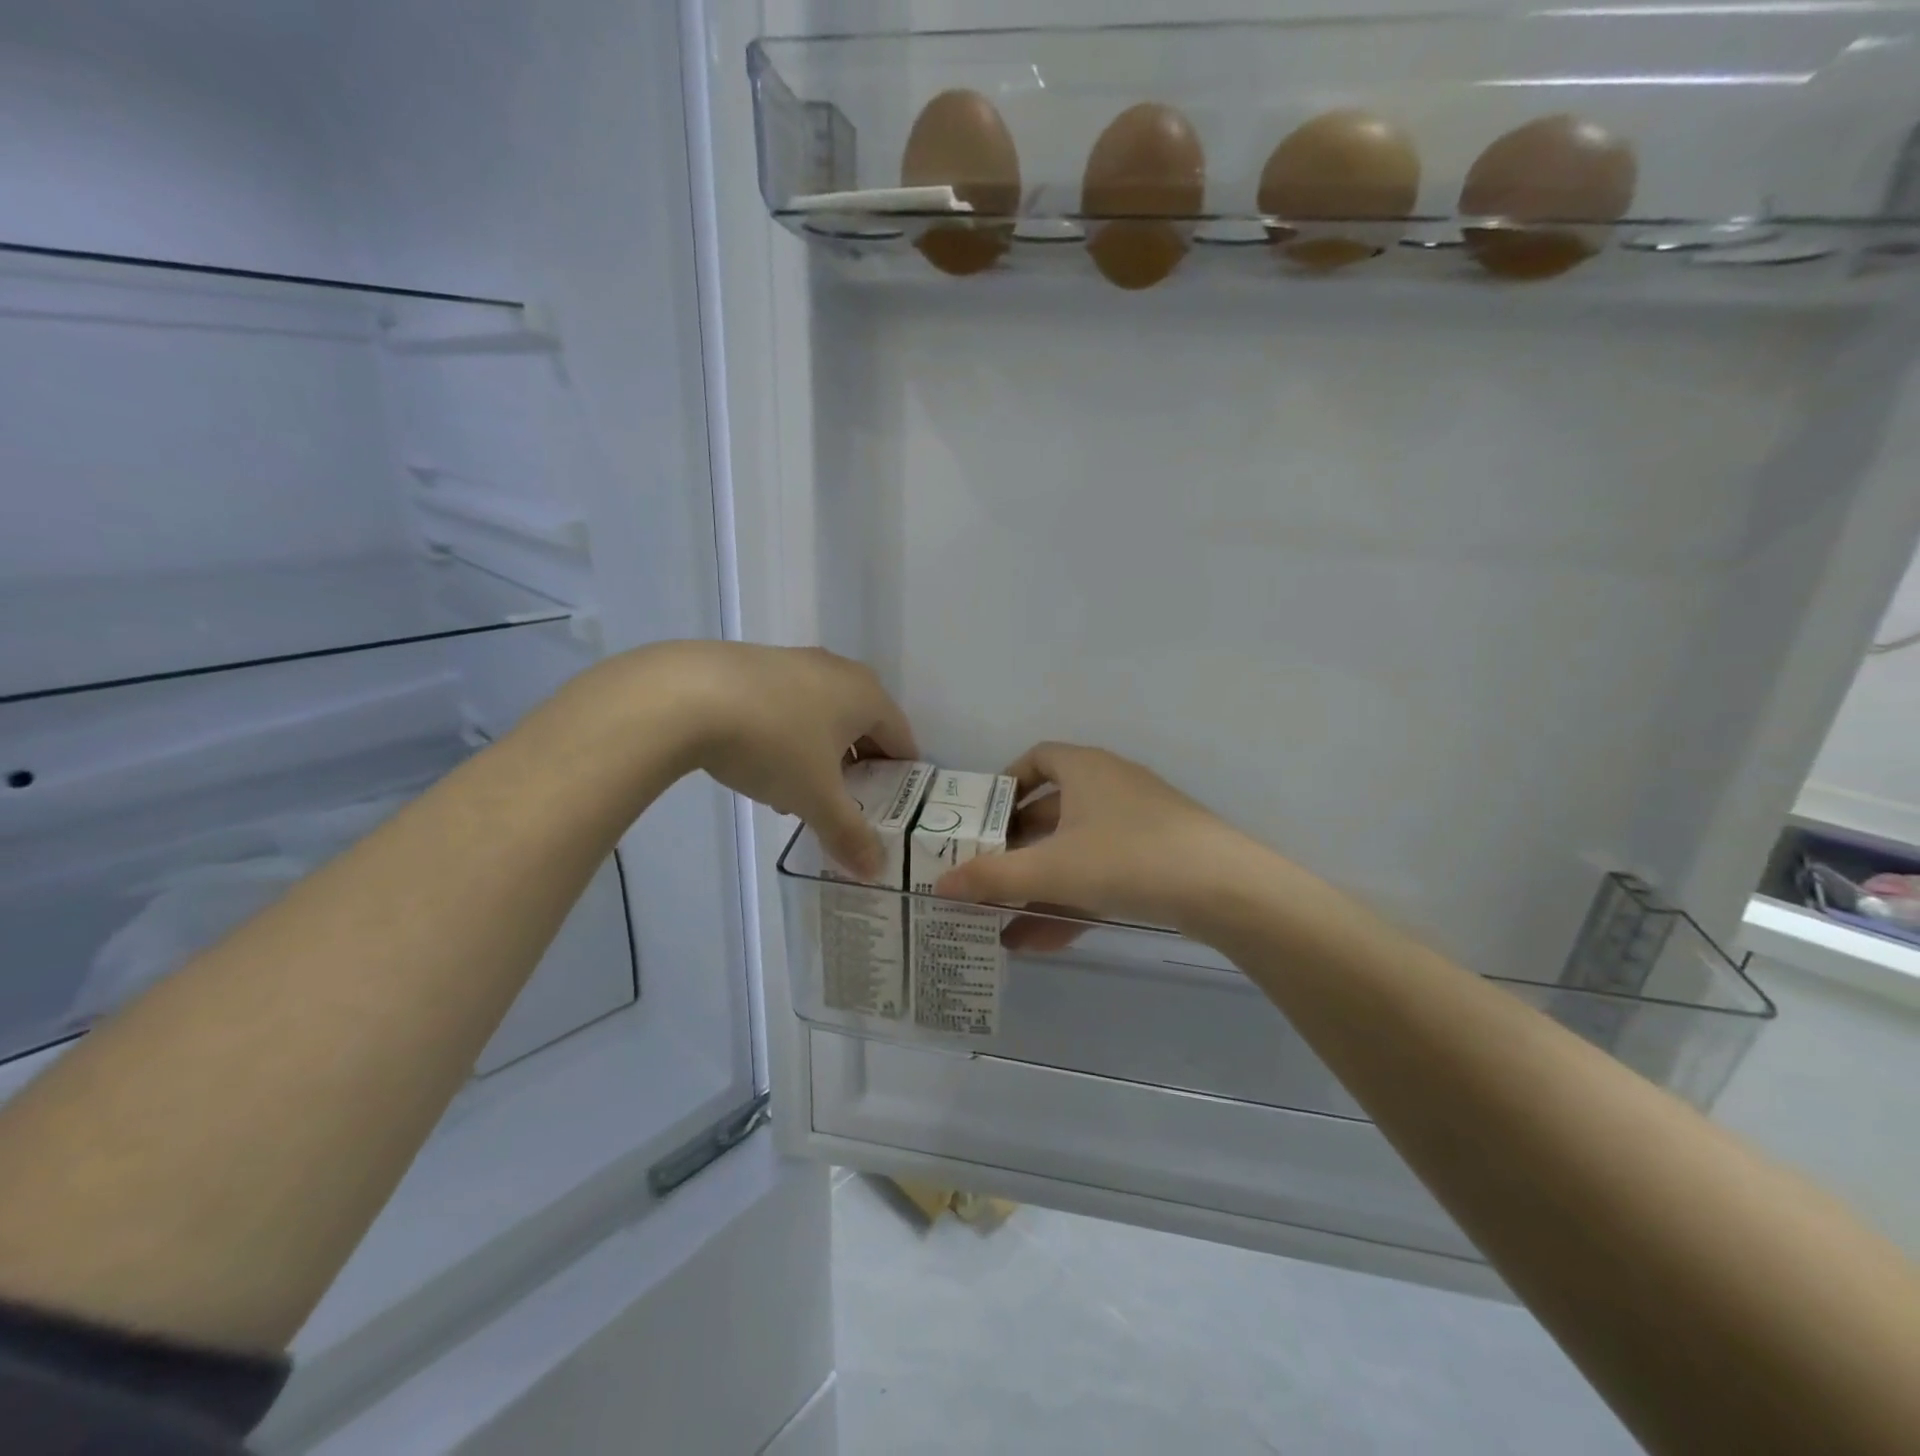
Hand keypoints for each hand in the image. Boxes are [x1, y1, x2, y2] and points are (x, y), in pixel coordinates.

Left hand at [658, 643, 916, 878]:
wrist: (687, 695)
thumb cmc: (773, 744)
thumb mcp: (815, 798)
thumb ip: (849, 834)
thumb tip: (875, 870)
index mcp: (867, 696)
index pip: (902, 739)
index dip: (902, 778)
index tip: (891, 811)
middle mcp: (839, 671)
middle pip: (863, 727)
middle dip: (858, 770)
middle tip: (847, 807)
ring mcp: (796, 662)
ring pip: (824, 717)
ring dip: (821, 756)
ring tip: (799, 796)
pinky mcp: (757, 664)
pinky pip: (790, 706)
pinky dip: (789, 737)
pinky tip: (762, 766)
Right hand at [932, 743, 1261, 935]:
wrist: (1226, 889)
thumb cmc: (1127, 858)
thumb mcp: (1052, 869)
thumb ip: (993, 877)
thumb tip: (939, 884)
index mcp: (1084, 769)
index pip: (1036, 758)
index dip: (1005, 784)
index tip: (982, 817)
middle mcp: (1110, 787)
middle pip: (1050, 812)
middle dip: (1015, 849)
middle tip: (983, 877)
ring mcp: (1136, 824)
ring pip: (1074, 851)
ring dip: (1038, 885)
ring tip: (1001, 924)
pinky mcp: (1157, 859)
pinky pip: (1099, 874)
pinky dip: (1070, 900)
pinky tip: (1041, 941)